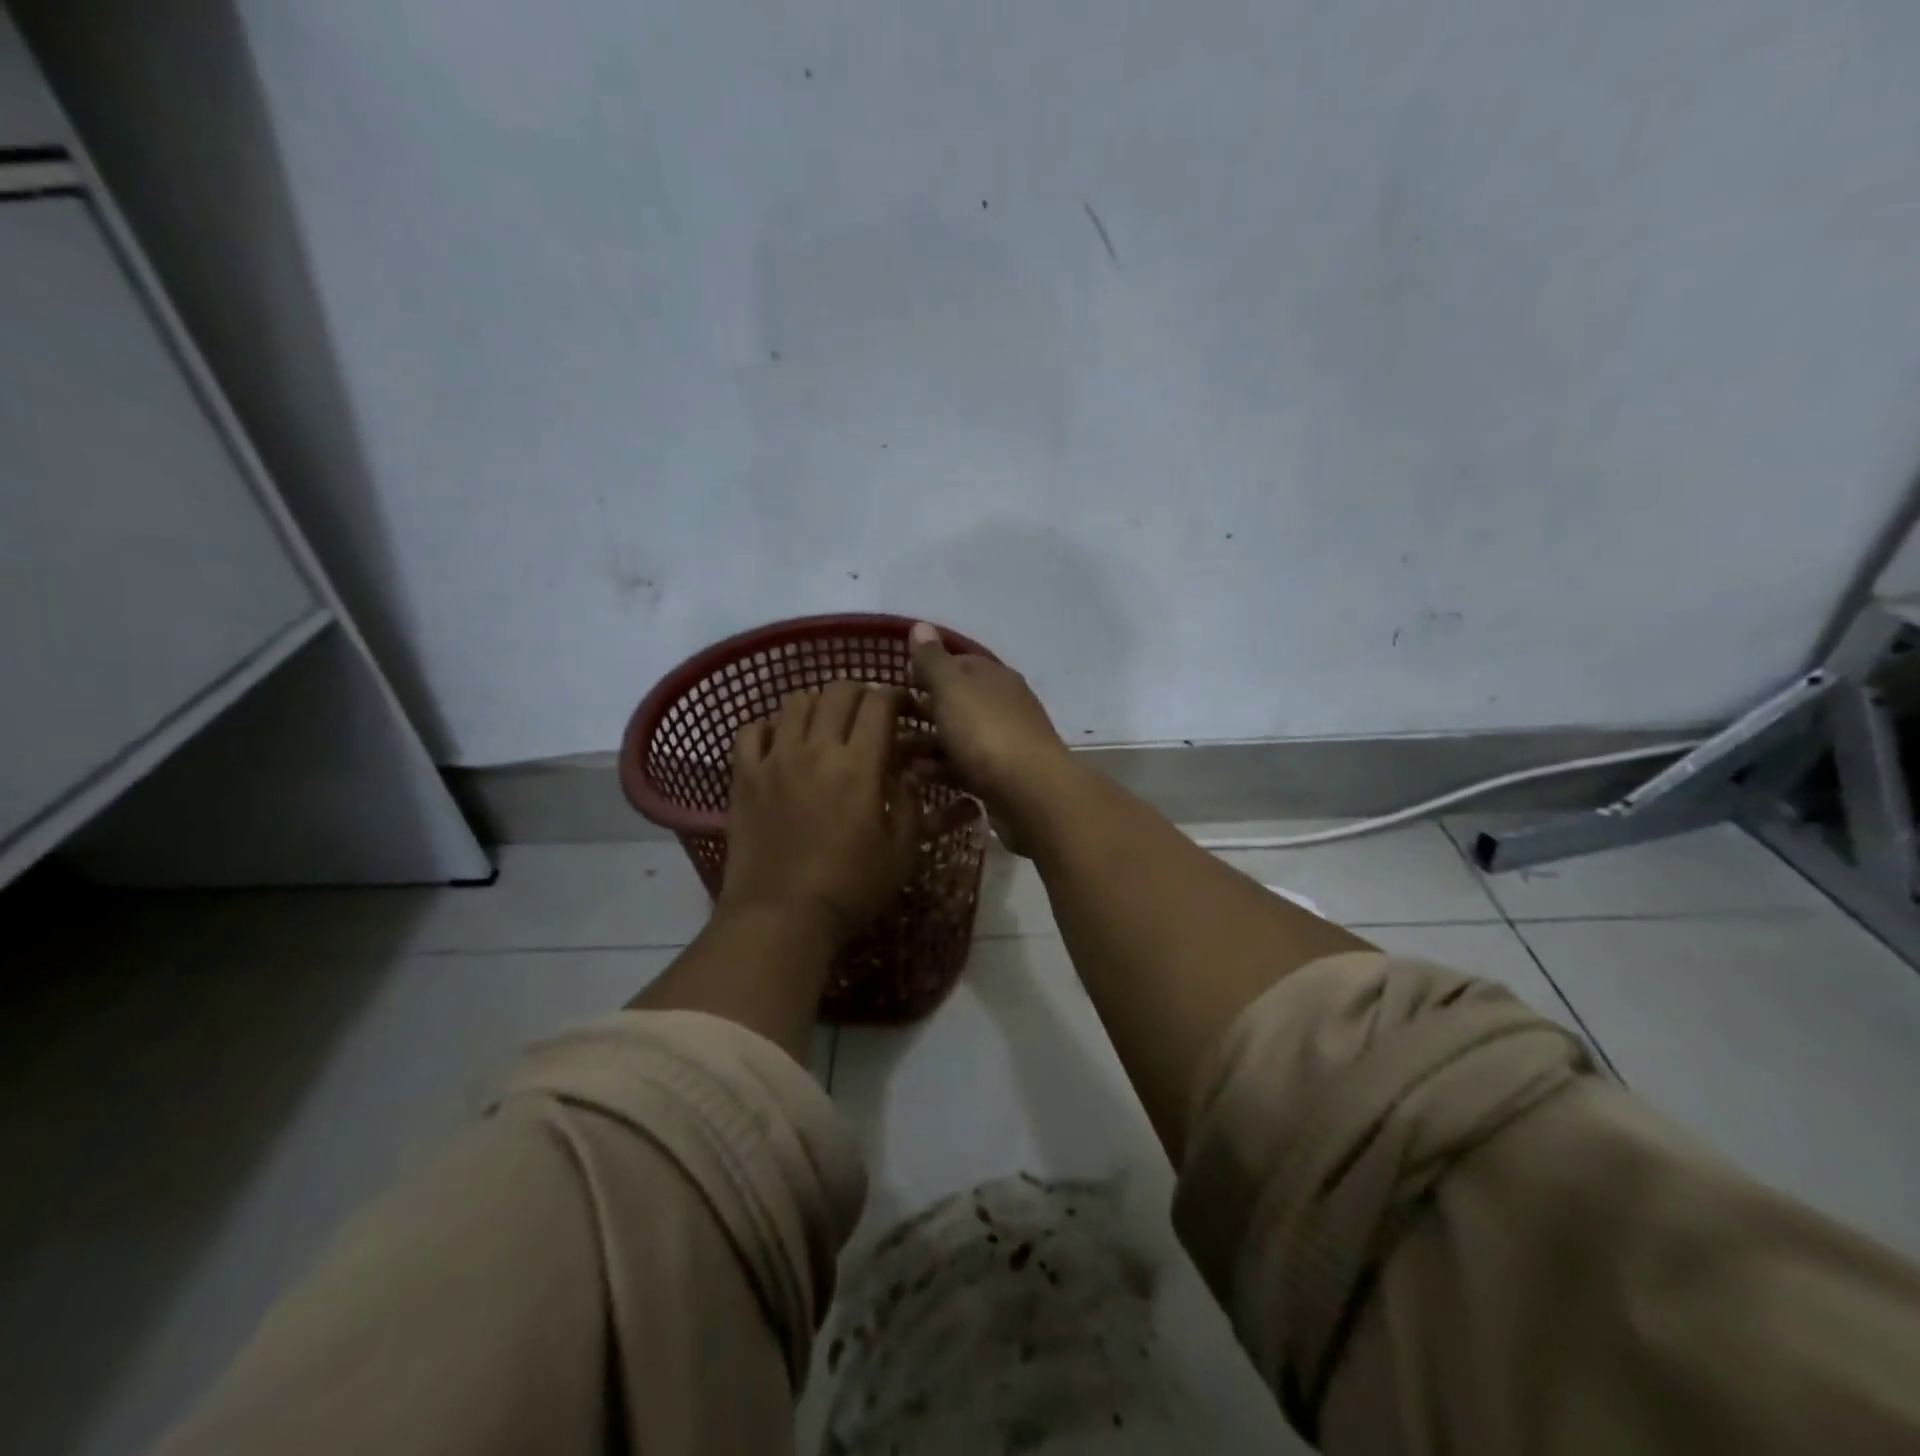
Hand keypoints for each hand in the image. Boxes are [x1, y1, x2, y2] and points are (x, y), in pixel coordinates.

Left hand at [718, 681, 923, 949]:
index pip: (879, 703)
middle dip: (860, 693)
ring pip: (795, 701)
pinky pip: (751, 730)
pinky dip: (770, 726)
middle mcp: (816, 749)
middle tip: (868, 714)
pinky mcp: (744, 777)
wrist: (781, 916)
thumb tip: (907, 773)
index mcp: (859, 765)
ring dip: (817, 704)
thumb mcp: (902, 852)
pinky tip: (781, 743)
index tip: (904, 708)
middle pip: (838, 691)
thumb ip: (910, 804)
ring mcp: (775, 760)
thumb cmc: (850, 888)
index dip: (896, 696)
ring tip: (825, 725)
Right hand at [909, 622, 1071, 848]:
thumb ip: (933, 661)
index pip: (959, 664)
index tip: (900, 682)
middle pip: (957, 703)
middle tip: (889, 721)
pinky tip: (915, 777)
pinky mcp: (1000, 777)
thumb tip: (921, 625)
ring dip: (926, 743)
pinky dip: (940, 769)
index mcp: (994, 678)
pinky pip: (963, 768)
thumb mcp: (953, 690)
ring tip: (893, 752)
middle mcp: (1002, 706)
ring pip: (958, 737)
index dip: (928, 670)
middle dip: (924, 710)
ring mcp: (1003, 743)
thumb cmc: (986, 732)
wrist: (1031, 792)